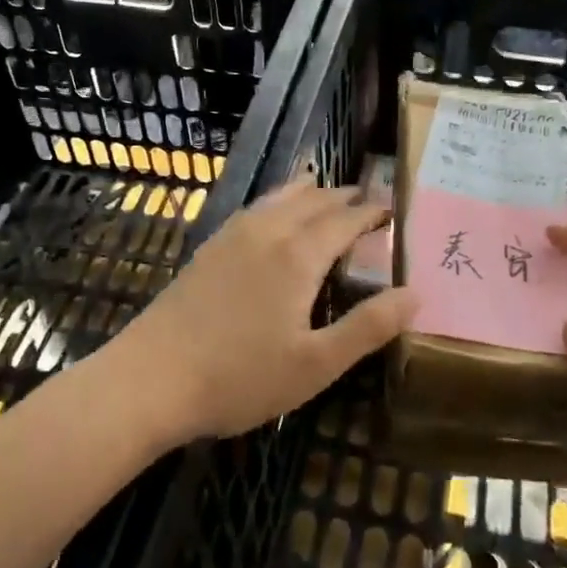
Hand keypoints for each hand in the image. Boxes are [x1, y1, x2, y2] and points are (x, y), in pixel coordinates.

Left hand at [110, 182, 417, 443]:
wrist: (152, 378)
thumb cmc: (240, 377)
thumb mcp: (316, 364)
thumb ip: (368, 327)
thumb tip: (415, 294)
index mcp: (298, 256)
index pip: (345, 221)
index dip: (370, 213)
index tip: (391, 208)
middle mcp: (267, 233)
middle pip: (312, 201)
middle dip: (342, 197)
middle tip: (366, 198)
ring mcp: (232, 237)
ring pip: (278, 198)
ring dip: (307, 192)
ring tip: (323, 189)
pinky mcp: (208, 248)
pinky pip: (253, 208)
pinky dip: (275, 200)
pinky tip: (269, 214)